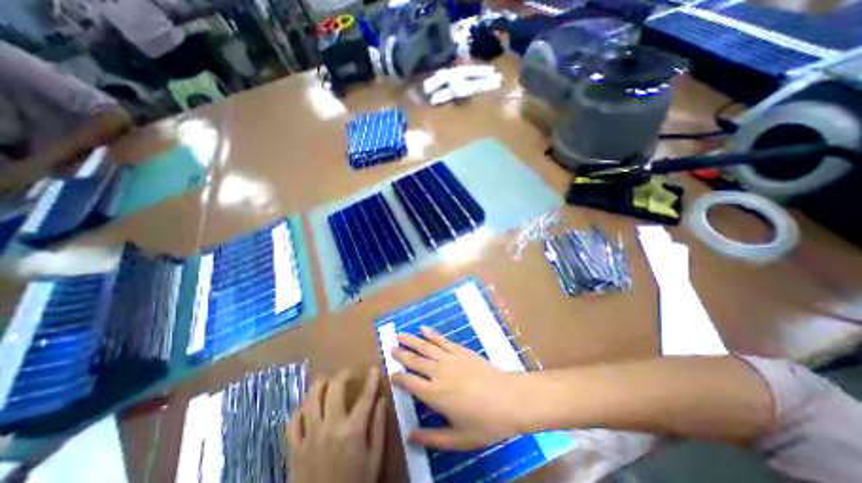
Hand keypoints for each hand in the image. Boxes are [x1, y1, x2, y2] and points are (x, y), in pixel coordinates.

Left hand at [288, 370, 384, 482]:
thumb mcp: (374, 459)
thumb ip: (379, 426)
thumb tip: (382, 400)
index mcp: (352, 430)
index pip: (365, 396)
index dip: (372, 379)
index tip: (374, 368)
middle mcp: (330, 427)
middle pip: (334, 388)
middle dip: (343, 374)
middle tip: (349, 372)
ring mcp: (309, 437)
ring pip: (311, 399)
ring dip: (320, 385)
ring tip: (328, 382)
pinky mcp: (294, 449)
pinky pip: (293, 421)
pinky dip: (301, 409)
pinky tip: (308, 407)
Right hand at [389, 326, 525, 451]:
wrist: (508, 398)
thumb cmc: (484, 422)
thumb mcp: (458, 439)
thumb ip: (433, 438)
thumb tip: (410, 436)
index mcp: (435, 394)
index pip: (410, 383)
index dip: (399, 378)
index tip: (392, 374)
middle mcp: (438, 372)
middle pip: (415, 361)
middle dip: (402, 354)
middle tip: (391, 347)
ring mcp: (450, 358)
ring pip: (426, 347)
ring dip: (412, 340)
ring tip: (400, 335)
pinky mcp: (461, 350)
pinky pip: (442, 340)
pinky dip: (432, 334)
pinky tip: (424, 329)